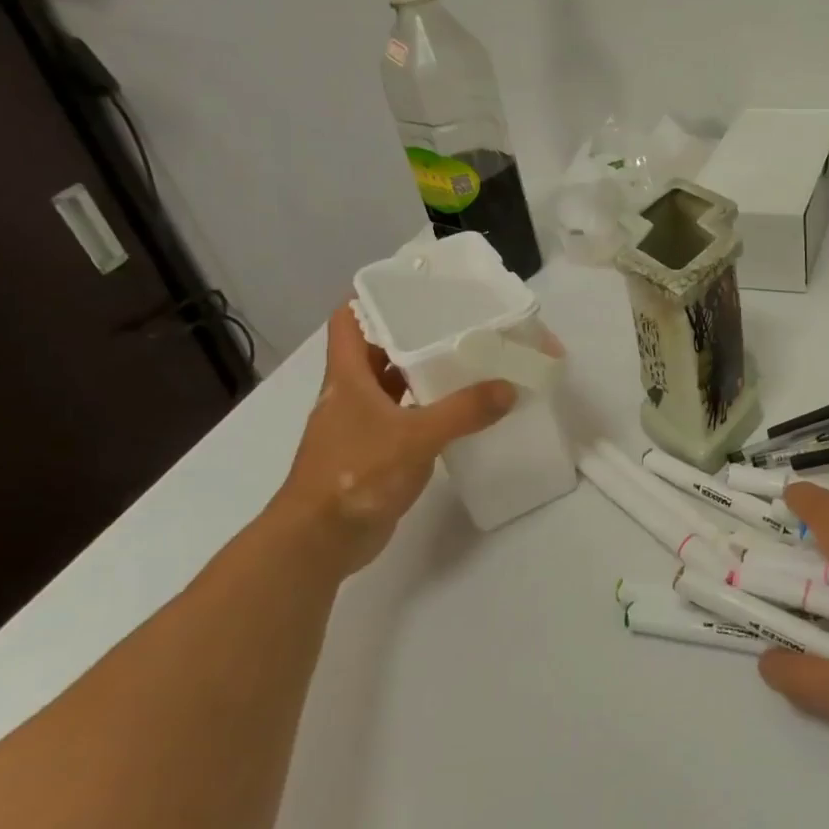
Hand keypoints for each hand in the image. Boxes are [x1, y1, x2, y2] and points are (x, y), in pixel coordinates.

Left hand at [265, 305, 516, 573]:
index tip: (413, 288)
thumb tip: (508, 388)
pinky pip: (404, 420)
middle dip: (413, 335)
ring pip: (393, 386)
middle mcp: (351, 394)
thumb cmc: (356, 474)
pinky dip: (428, 412)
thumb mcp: (414, 437)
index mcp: (348, 377)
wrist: (321, 540)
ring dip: (423, 375)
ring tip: (467, 362)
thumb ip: (463, 411)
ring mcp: (361, 426)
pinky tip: (460, 413)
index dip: (373, 298)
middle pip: (378, 350)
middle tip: (458, 324)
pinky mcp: (374, 454)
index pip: (349, 320)